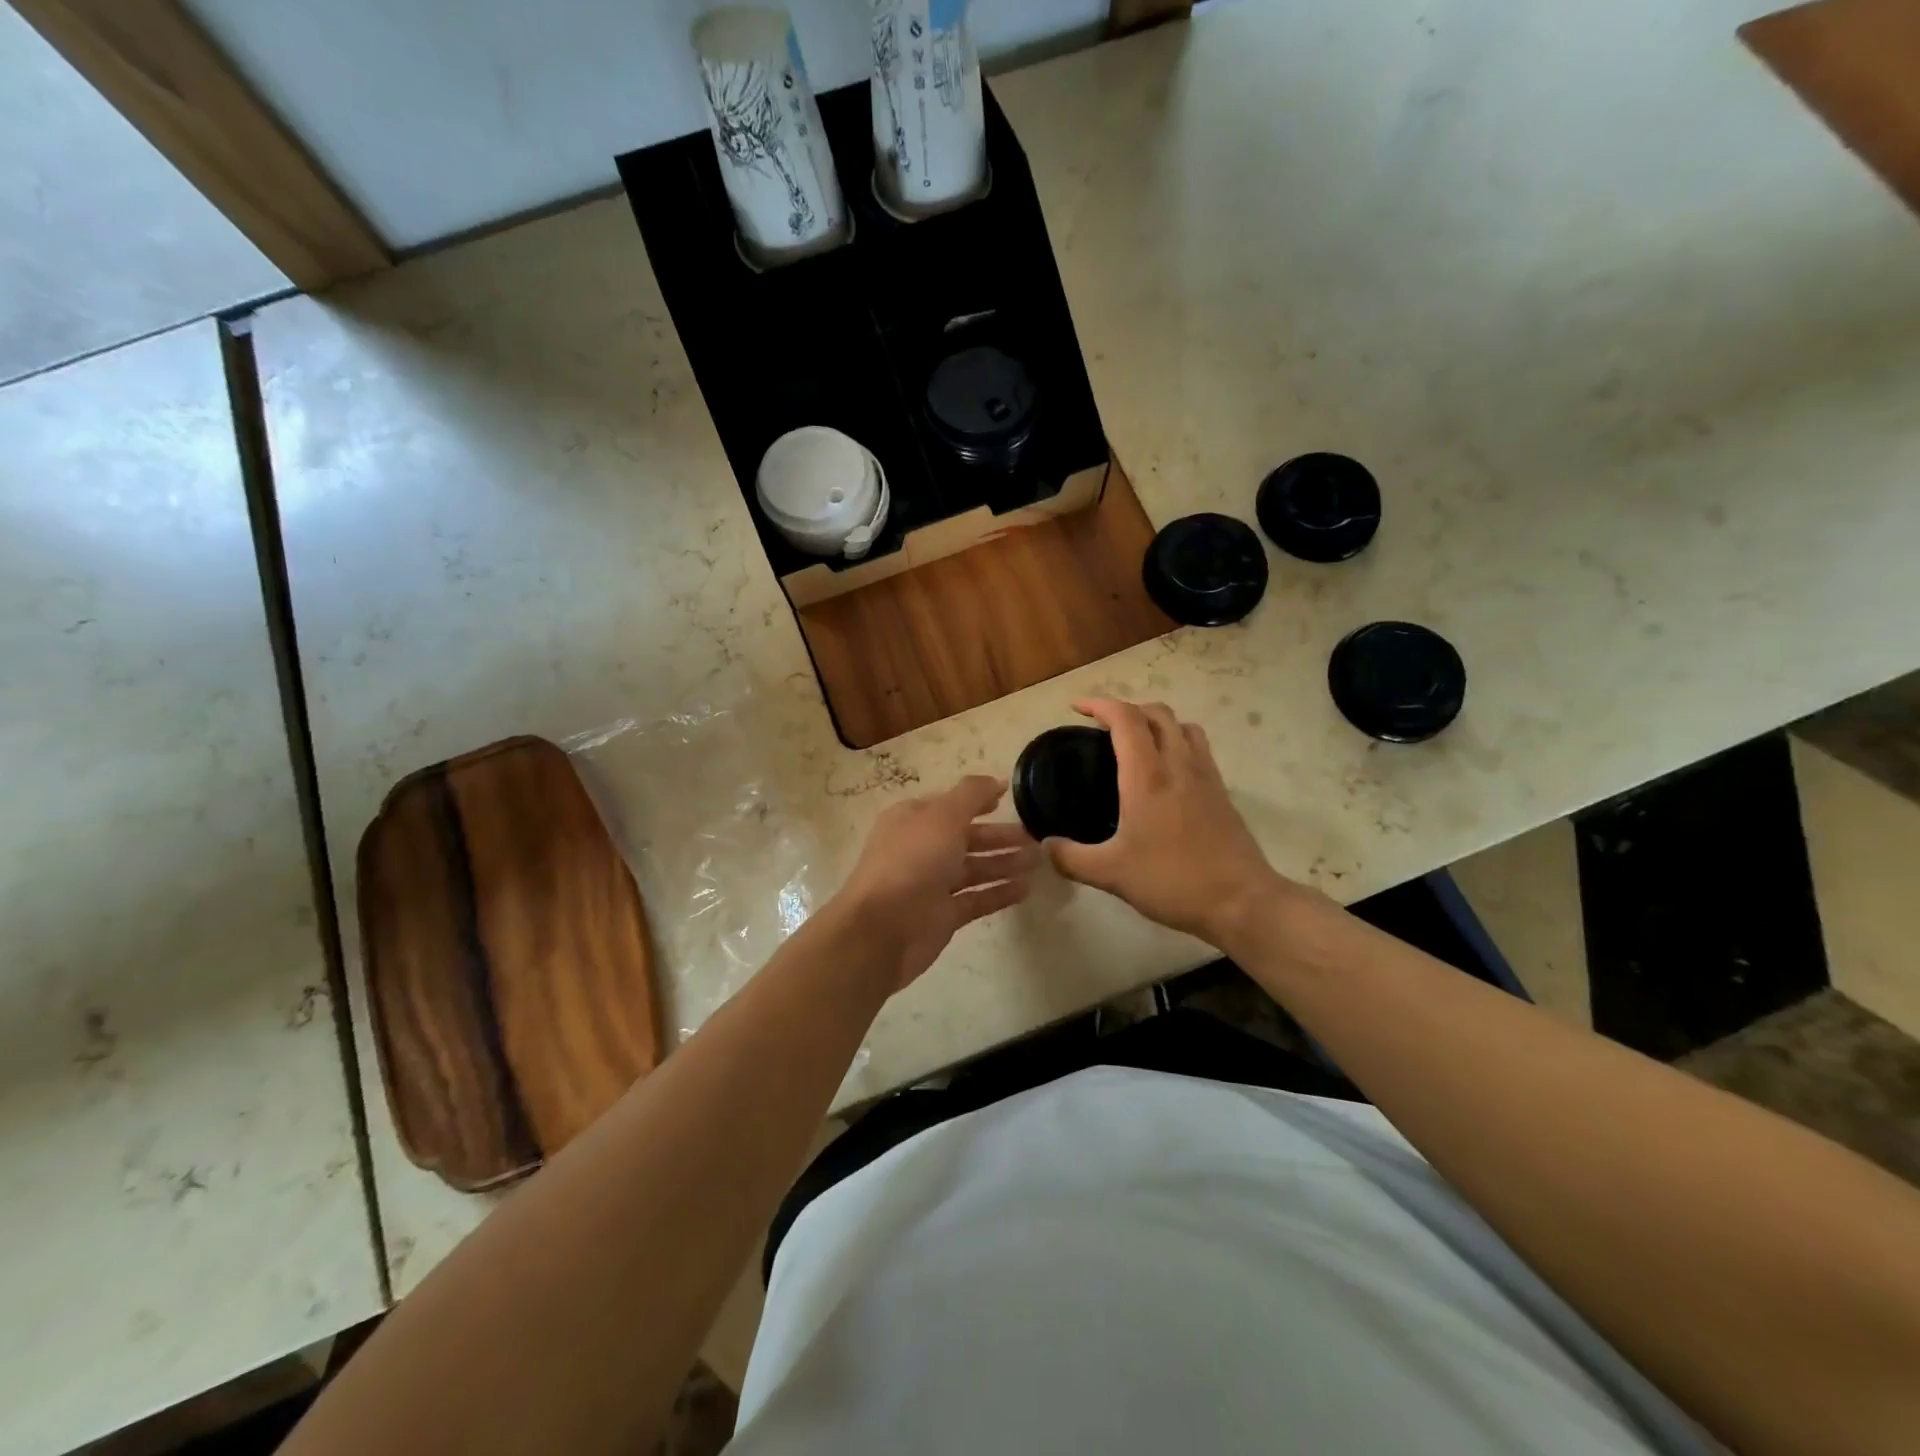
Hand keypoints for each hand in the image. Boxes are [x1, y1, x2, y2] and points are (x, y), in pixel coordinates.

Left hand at [834, 776, 1039, 992]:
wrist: (882, 930)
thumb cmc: (911, 863)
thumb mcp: (943, 817)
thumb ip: (972, 795)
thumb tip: (998, 780)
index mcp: (913, 820)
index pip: (950, 805)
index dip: (979, 801)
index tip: (1009, 801)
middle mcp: (921, 848)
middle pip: (966, 837)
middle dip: (1000, 836)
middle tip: (1036, 837)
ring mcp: (931, 884)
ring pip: (974, 869)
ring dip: (1005, 863)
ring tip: (1039, 861)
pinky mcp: (942, 915)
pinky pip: (976, 898)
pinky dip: (1000, 892)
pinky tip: (1027, 889)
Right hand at [1046, 699, 1296, 945]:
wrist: (1241, 901)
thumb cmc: (1172, 881)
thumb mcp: (1110, 874)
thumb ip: (1070, 858)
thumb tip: (1045, 845)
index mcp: (1147, 776)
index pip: (1125, 718)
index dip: (1099, 704)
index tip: (1076, 708)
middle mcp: (1178, 764)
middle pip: (1157, 713)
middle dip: (1126, 709)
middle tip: (1102, 727)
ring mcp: (1205, 775)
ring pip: (1182, 726)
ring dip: (1156, 722)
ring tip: (1136, 742)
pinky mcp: (1221, 791)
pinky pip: (1198, 748)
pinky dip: (1177, 742)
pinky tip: (1165, 773)